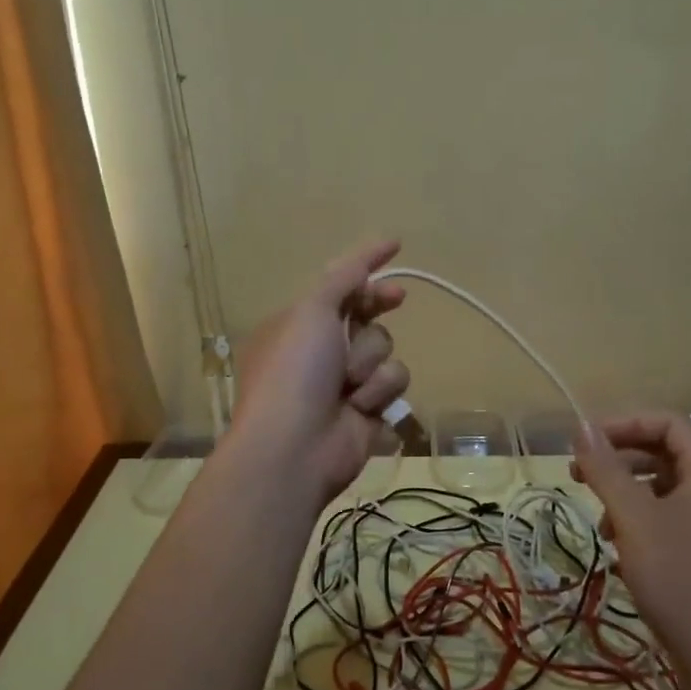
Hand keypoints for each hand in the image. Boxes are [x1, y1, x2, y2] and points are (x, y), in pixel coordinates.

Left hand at [227, 239, 409, 505]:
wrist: (294, 447)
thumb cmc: (294, 370)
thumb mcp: (312, 310)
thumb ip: (345, 276)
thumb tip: (381, 242)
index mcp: (298, 324)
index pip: (339, 288)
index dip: (367, 270)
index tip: (396, 248)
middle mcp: (321, 351)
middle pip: (368, 316)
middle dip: (378, 309)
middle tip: (397, 298)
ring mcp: (345, 382)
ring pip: (385, 350)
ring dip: (370, 362)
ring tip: (349, 384)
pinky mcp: (369, 411)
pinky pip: (393, 384)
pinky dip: (378, 393)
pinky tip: (359, 408)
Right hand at [572, 412, 690, 687]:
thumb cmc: (680, 579)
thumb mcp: (633, 518)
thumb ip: (606, 468)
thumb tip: (581, 426)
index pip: (668, 422)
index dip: (623, 424)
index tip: (585, 442)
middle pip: (668, 454)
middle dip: (620, 461)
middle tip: (580, 477)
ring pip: (670, 490)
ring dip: (630, 495)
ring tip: (601, 524)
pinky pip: (679, 520)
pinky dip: (647, 523)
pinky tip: (625, 551)